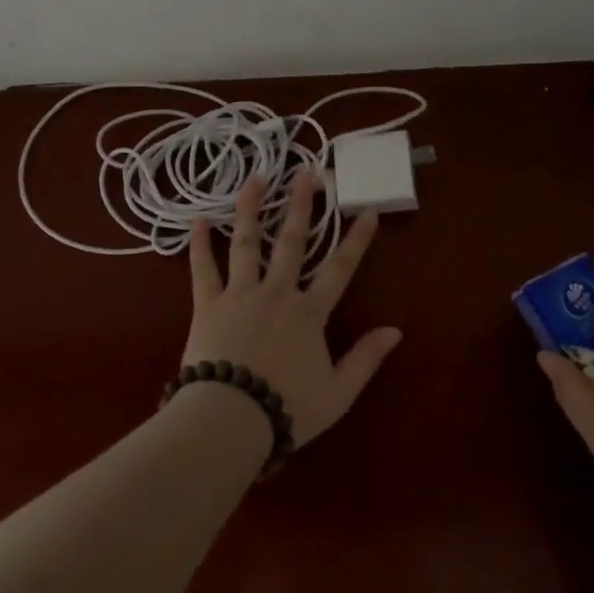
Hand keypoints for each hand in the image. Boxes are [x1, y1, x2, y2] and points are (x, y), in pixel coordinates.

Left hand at [184, 172, 401, 446]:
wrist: (229, 419)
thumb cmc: (286, 408)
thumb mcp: (337, 393)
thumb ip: (365, 359)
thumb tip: (395, 331)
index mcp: (309, 312)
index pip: (340, 268)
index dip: (356, 239)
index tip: (368, 211)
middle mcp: (276, 292)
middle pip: (291, 241)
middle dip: (301, 205)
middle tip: (306, 173)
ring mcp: (239, 294)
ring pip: (246, 242)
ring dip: (250, 208)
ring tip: (255, 178)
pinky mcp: (208, 304)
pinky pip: (203, 269)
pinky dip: (200, 244)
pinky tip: (198, 220)